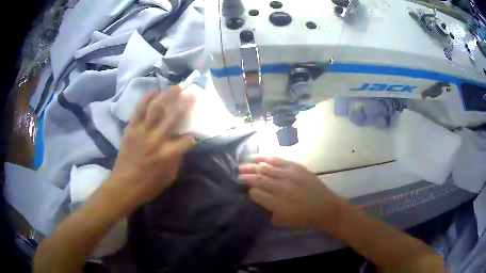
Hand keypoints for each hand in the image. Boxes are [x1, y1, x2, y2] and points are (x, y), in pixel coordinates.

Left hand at [109, 87, 195, 210]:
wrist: (124, 186)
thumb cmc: (148, 185)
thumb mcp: (169, 177)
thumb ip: (178, 159)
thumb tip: (182, 144)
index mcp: (167, 154)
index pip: (186, 140)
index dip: (192, 138)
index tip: (193, 136)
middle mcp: (156, 139)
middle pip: (172, 116)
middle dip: (184, 103)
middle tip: (190, 93)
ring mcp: (141, 131)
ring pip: (155, 107)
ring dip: (166, 95)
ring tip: (173, 88)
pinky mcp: (130, 129)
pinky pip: (138, 109)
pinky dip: (146, 98)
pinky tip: (153, 91)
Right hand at [239, 157, 341, 230]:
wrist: (324, 208)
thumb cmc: (303, 218)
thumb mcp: (283, 220)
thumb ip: (268, 210)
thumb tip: (258, 198)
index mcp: (277, 203)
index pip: (256, 193)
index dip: (249, 191)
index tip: (246, 190)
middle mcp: (281, 188)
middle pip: (258, 179)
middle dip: (246, 176)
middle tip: (237, 174)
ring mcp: (289, 175)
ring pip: (266, 168)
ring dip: (252, 166)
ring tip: (242, 165)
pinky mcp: (296, 167)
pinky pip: (278, 160)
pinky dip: (266, 158)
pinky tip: (257, 157)